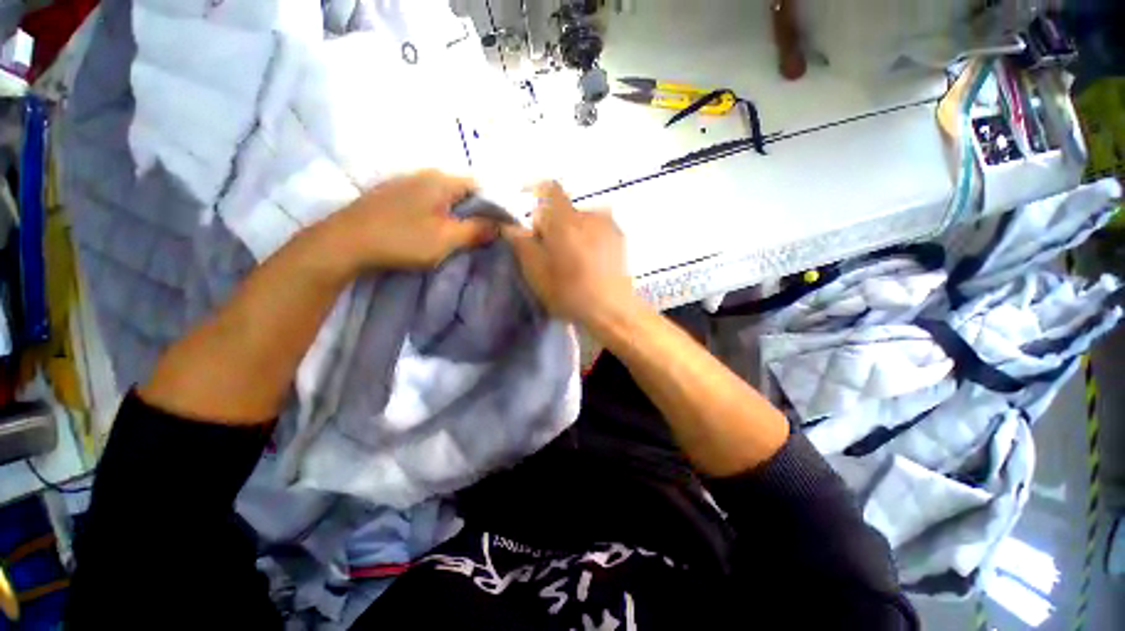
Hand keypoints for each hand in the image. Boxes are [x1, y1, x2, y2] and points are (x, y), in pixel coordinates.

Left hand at [326, 170, 497, 270]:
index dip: (495, 204)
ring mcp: (407, 182)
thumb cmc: (402, 239)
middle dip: (478, 209)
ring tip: (464, 232)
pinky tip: (438, 227)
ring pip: (445, 194)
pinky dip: (441, 211)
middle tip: (485, 232)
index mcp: (442, 180)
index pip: (480, 185)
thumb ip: (477, 230)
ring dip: (459, 211)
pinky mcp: (394, 194)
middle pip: (463, 189)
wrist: (345, 242)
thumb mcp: (447, 238)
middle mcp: (426, 174)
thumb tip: (500, 226)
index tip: (501, 226)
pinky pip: (429, 199)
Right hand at [503, 181, 634, 323]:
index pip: (550, 189)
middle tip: (550, 252)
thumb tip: (511, 227)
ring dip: (571, 233)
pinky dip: (588, 239)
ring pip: (581, 221)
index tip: (531, 214)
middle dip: (552, 225)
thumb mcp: (537, 273)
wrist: (613, 311)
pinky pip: (597, 230)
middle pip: (564, 210)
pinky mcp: (620, 239)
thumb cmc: (570, 292)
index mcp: (566, 220)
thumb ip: (522, 244)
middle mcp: (590, 215)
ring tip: (572, 261)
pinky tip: (590, 263)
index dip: (536, 193)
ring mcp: (609, 226)